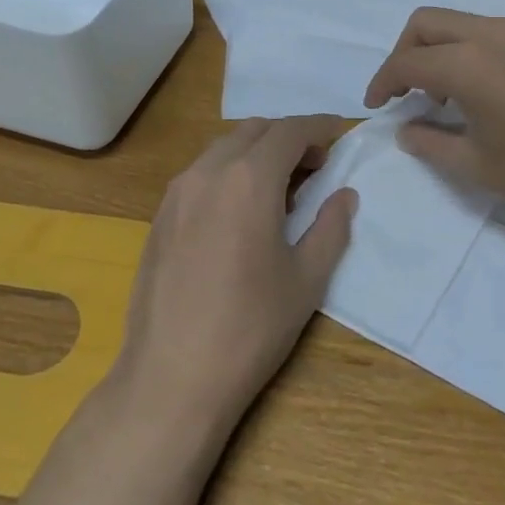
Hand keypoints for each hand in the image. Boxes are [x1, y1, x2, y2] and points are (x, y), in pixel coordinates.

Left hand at [116, 117, 356, 424]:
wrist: (171, 377)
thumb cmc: (250, 328)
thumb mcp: (306, 279)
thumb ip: (331, 227)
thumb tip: (344, 195)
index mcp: (249, 179)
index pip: (289, 131)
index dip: (318, 127)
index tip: (339, 133)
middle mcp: (209, 172)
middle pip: (254, 131)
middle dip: (288, 137)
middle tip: (315, 166)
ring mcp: (178, 192)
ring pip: (223, 148)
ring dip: (256, 152)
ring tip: (280, 188)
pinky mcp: (160, 216)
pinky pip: (201, 173)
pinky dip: (229, 171)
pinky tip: (240, 211)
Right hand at [364, 8, 504, 236]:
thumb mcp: (477, 165)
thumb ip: (430, 143)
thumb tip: (406, 129)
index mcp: (469, 63)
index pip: (407, 61)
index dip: (382, 83)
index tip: (375, 106)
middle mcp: (492, 34)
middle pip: (427, 23)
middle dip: (404, 53)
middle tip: (402, 92)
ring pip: (460, 23)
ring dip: (438, 50)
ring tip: (441, 97)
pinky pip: (490, 34)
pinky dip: (468, 51)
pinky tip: (481, 92)